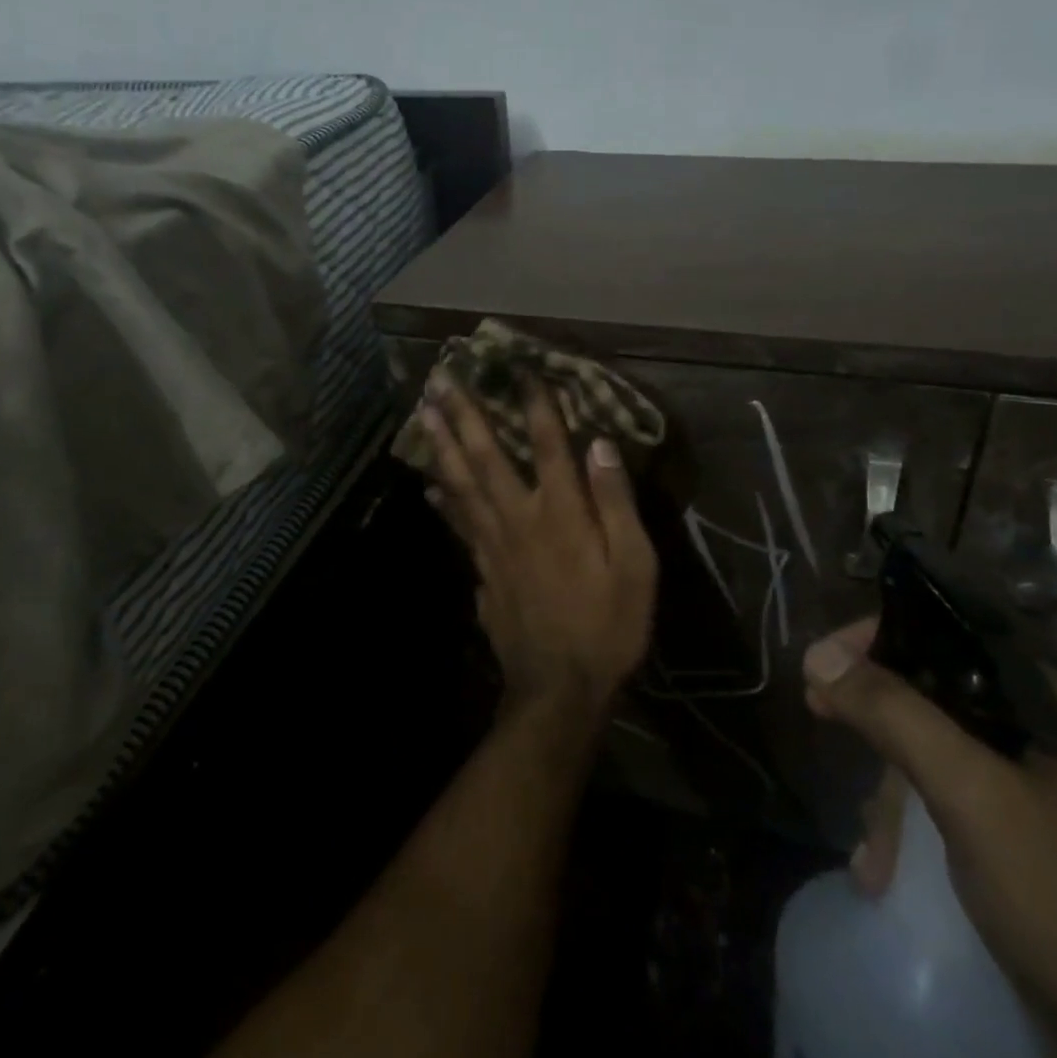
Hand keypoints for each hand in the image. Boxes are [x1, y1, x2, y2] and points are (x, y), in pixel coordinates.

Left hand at [421, 371, 658, 724]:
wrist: (560, 689)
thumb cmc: (608, 625)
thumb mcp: (634, 566)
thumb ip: (616, 502)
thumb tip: (600, 443)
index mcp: (560, 513)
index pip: (546, 444)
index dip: (535, 404)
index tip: (521, 368)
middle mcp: (518, 518)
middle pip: (485, 457)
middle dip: (463, 415)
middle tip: (440, 379)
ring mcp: (493, 546)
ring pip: (460, 485)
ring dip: (441, 446)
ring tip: (422, 415)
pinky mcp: (482, 571)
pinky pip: (458, 524)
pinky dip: (442, 500)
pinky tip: (429, 486)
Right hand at [803, 619, 1056, 1057]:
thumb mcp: (976, 797)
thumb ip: (896, 715)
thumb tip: (819, 655)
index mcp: (1049, 705)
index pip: (947, 636)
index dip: (878, 639)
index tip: (822, 663)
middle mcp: (1041, 737)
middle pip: (932, 697)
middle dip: (875, 722)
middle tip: (820, 715)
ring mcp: (1031, 795)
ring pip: (931, 756)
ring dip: (889, 798)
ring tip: (873, 855)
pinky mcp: (1019, 847)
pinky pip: (943, 807)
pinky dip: (908, 832)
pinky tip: (883, 873)